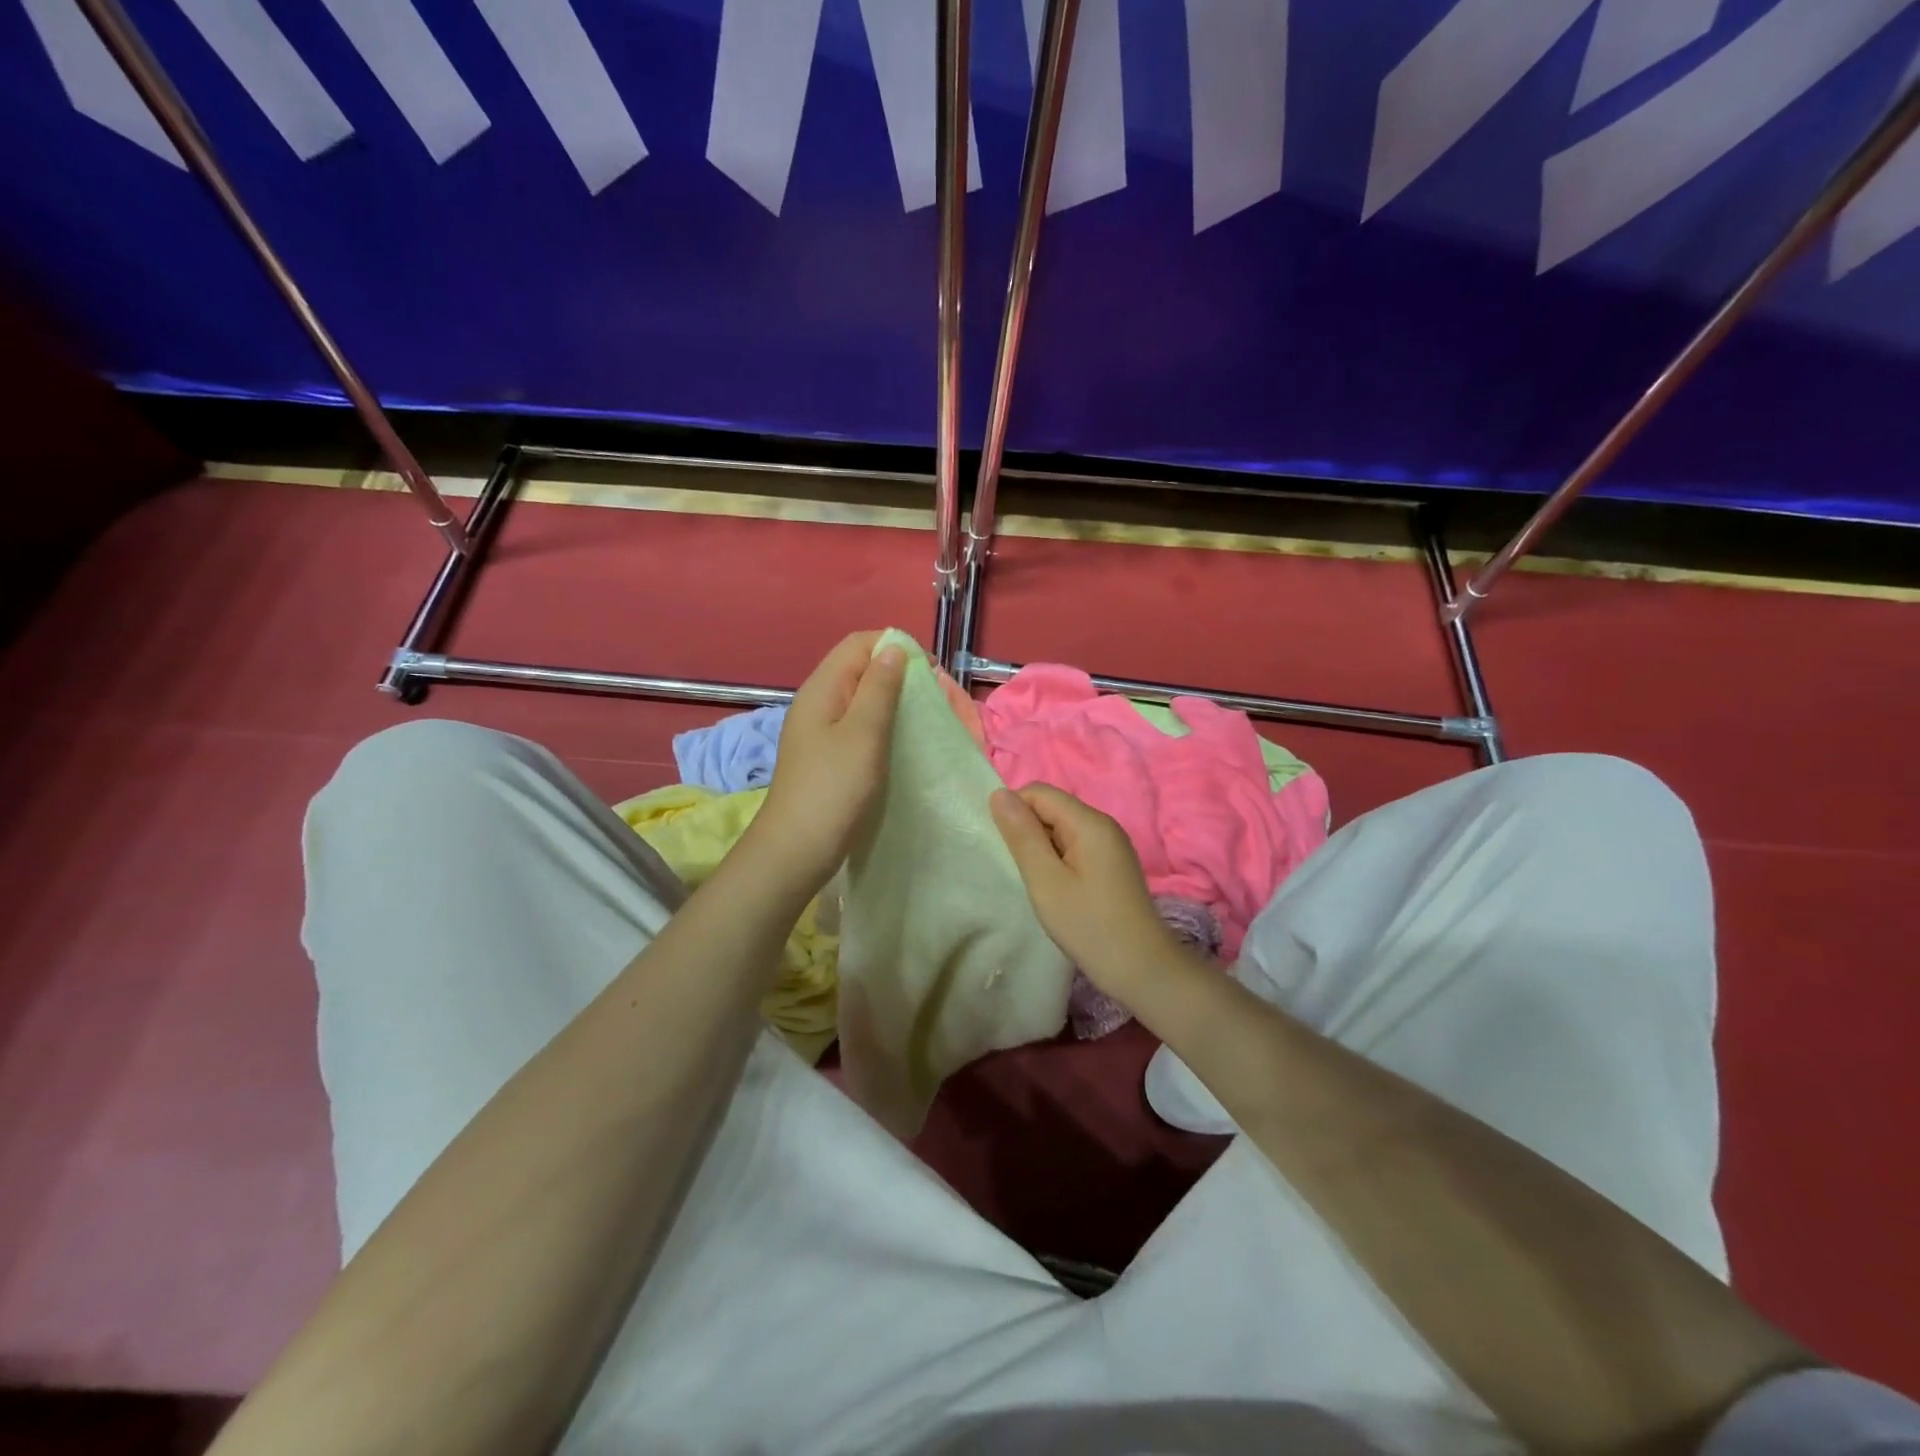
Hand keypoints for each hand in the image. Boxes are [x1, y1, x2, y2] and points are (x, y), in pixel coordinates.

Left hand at [748, 631, 906, 891]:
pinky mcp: (826, 755)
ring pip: (860, 697)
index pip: (859, 643)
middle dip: (897, 673)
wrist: (796, 849)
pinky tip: (899, 742)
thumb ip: (879, 688)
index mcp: (822, 688)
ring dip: (892, 700)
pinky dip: (881, 724)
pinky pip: (857, 724)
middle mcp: (818, 701)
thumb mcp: (863, 733)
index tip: (930, 672)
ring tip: (921, 718)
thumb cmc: (833, 789)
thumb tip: (894, 649)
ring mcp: (819, 730)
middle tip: (931, 697)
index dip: (895, 647)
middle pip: (859, 668)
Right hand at [990, 783, 1177, 1000]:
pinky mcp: (1112, 865)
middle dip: (1027, 831)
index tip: (1004, 849)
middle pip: (1052, 808)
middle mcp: (1103, 825)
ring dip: (1041, 849)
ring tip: (1035, 883)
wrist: (1142, 970)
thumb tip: (999, 794)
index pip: (1039, 792)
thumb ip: (1022, 835)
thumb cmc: (1089, 925)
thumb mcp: (1045, 880)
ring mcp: (1110, 845)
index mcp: (1089, 822)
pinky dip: (1057, 861)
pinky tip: (1055, 890)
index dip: (1014, 812)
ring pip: (1062, 829)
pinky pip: (1075, 847)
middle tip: (1018, 870)